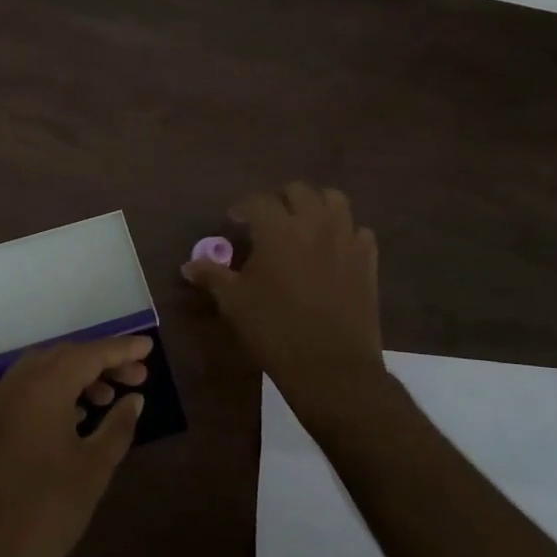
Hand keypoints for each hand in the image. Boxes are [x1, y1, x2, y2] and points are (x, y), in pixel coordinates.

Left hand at [0, 335, 150, 556]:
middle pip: (65, 356)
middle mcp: (17, 383)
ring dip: (78, 376)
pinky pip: (28, 389)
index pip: (89, 353)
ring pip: (44, 371)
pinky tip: (77, 415)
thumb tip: (134, 399)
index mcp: (44, 387)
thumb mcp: (94, 467)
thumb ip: (118, 425)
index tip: (149, 347)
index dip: (121, 349)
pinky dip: (56, 391)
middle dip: (102, 361)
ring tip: (109, 398)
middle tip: (137, 376)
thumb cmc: (48, 509)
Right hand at [182, 182, 384, 407]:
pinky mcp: (367, 259)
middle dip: (279, 199)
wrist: (330, 366)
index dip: (241, 207)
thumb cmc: (274, 330)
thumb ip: (212, 276)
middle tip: (267, 221)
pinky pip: (358, 230)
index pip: (257, 201)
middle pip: (298, 191)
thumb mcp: (234, 303)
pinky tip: (333, 249)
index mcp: (277, 229)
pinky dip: (344, 232)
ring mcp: (346, 239)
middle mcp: (314, 223)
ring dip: (315, 205)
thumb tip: (188, 266)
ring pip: (334, 200)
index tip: (233, 222)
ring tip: (303, 225)